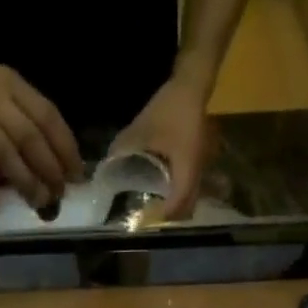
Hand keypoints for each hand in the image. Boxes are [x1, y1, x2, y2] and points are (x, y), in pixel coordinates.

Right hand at [0, 53, 83, 212]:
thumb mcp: (0, 89)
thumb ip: (22, 117)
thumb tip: (52, 162)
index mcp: (11, 85)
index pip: (47, 116)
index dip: (65, 148)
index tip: (77, 176)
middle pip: (28, 136)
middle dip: (48, 169)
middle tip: (59, 195)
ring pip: (2, 150)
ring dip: (23, 179)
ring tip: (37, 202)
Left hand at [110, 76, 213, 220]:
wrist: (191, 86)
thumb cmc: (168, 109)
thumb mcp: (141, 130)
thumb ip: (123, 149)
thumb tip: (106, 168)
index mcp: (186, 167)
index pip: (178, 203)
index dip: (163, 216)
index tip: (145, 221)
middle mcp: (197, 171)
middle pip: (187, 207)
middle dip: (169, 218)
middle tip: (148, 220)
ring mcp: (201, 167)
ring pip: (191, 198)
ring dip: (175, 207)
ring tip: (154, 209)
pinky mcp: (199, 162)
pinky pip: (190, 186)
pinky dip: (178, 195)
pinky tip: (162, 192)